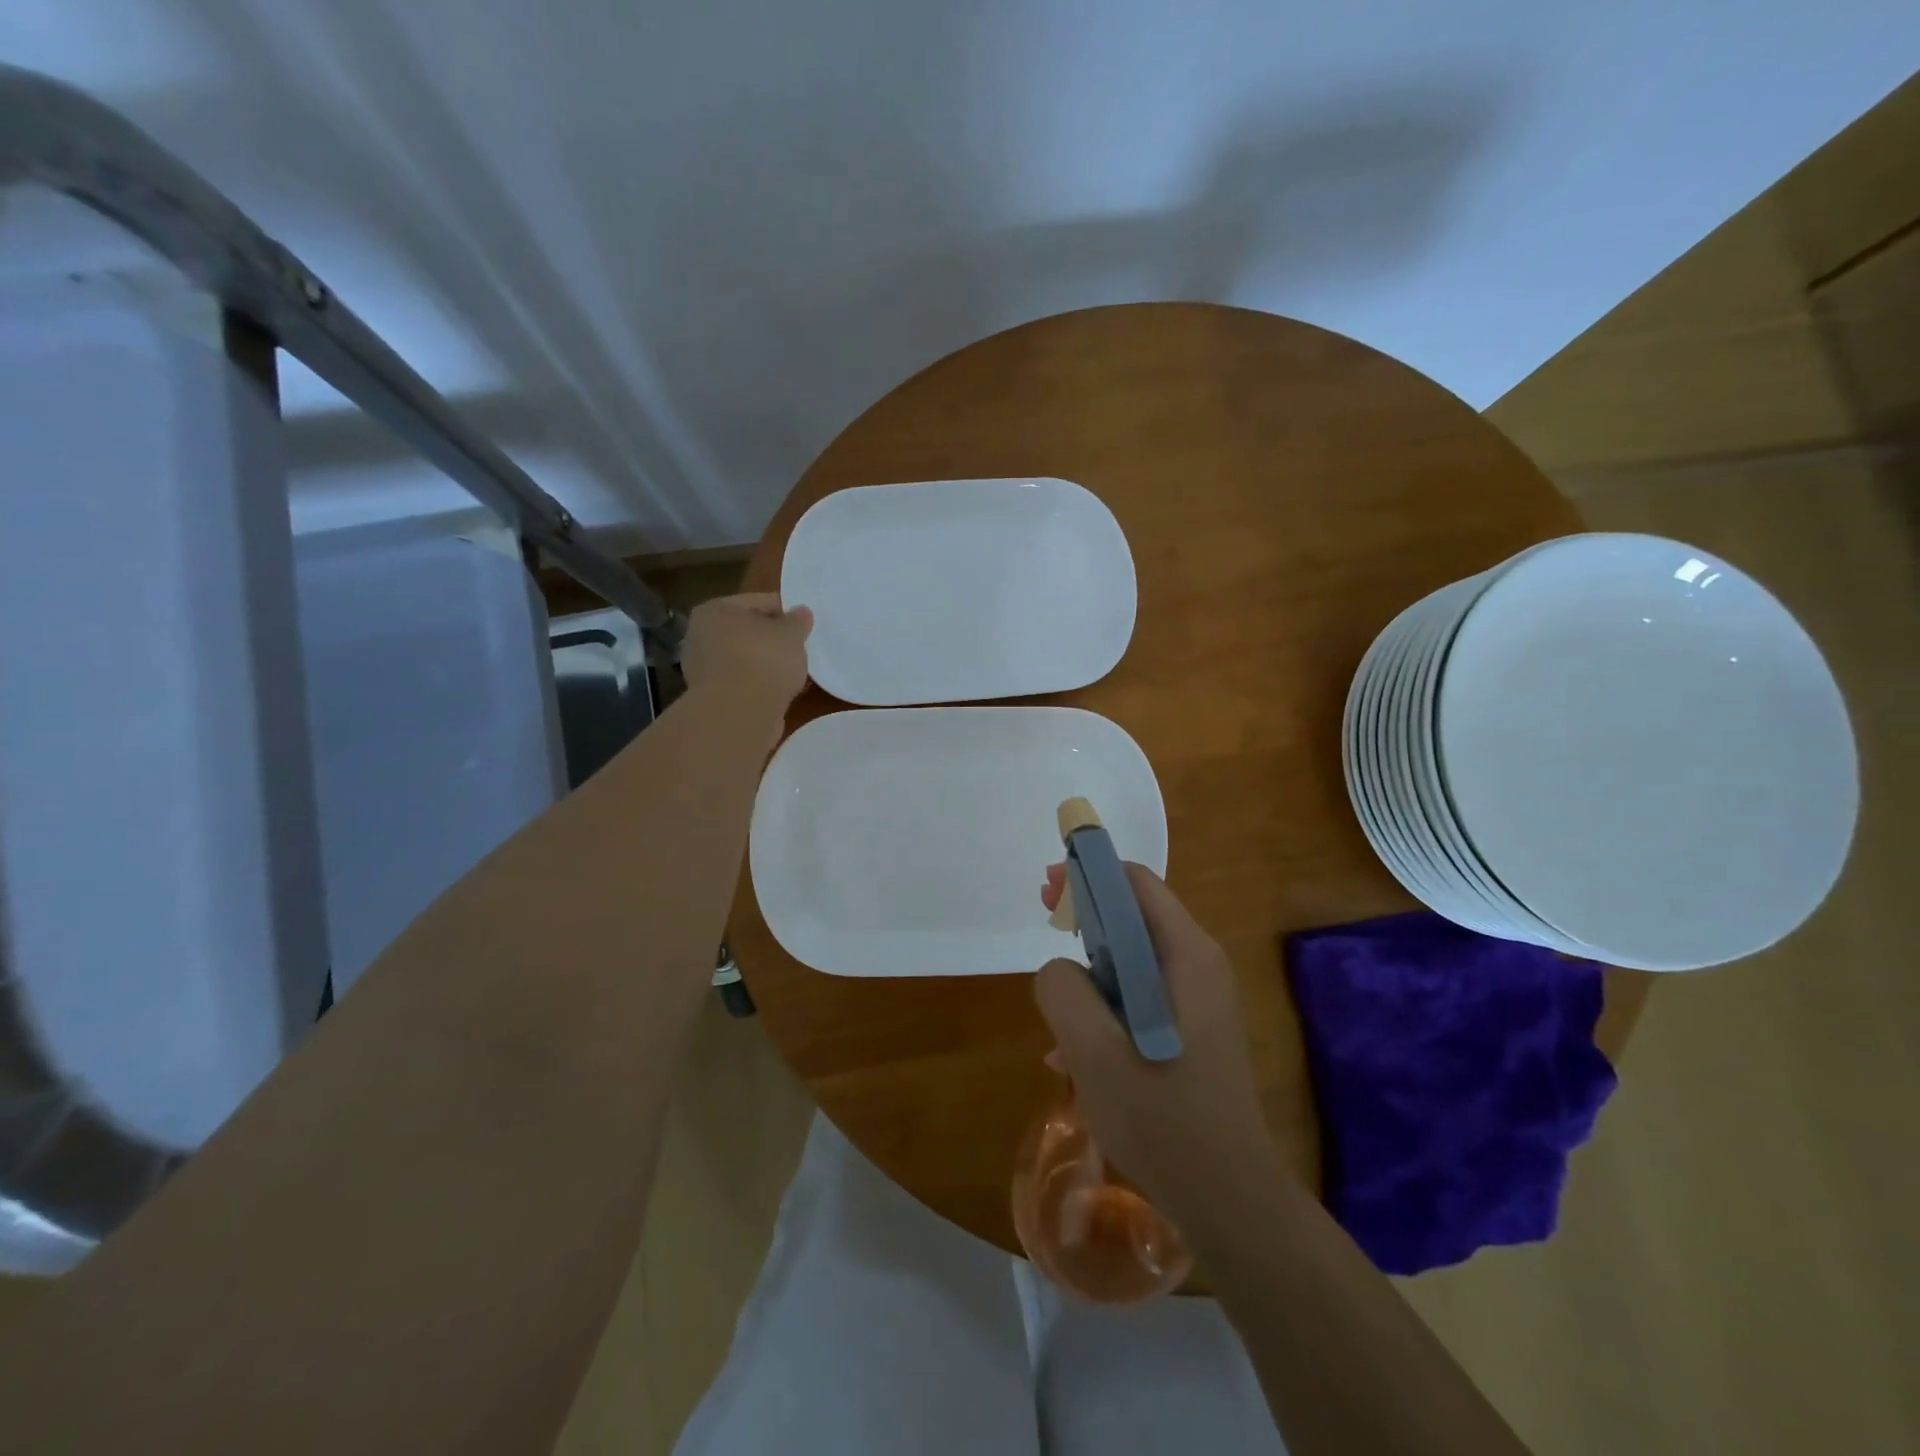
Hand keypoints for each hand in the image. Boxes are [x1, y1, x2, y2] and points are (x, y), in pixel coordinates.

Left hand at [680, 594, 812, 711]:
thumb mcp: (791, 633)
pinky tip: (780, 692)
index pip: (758, 602)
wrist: (739, 713)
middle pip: (747, 631)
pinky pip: (743, 683)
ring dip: (766, 664)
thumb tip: (801, 613)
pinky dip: (760, 685)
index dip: (786, 611)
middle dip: (773, 639)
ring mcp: (703, 669)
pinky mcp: (712, 698)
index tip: (806, 624)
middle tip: (800, 648)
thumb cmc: (764, 660)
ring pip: (744, 659)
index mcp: (715, 610)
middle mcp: (701, 636)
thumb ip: (798, 621)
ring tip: (794, 672)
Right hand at [1036, 862, 1277, 1216]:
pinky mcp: (1193, 1033)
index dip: (1089, 874)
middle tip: (1046, 926)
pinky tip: (1074, 1057)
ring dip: (1091, 972)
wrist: (1230, 1200)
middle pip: (1135, 916)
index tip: (1049, 889)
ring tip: (1055, 1009)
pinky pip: (1141, 999)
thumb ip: (1063, 989)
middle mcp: (1200, 967)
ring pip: (1134, 962)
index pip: (1136, 883)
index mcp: (1187, 955)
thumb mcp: (1093, 1049)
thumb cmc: (1163, 1118)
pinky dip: (1107, 1008)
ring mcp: (1200, 1002)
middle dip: (1085, 918)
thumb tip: (1060, 971)